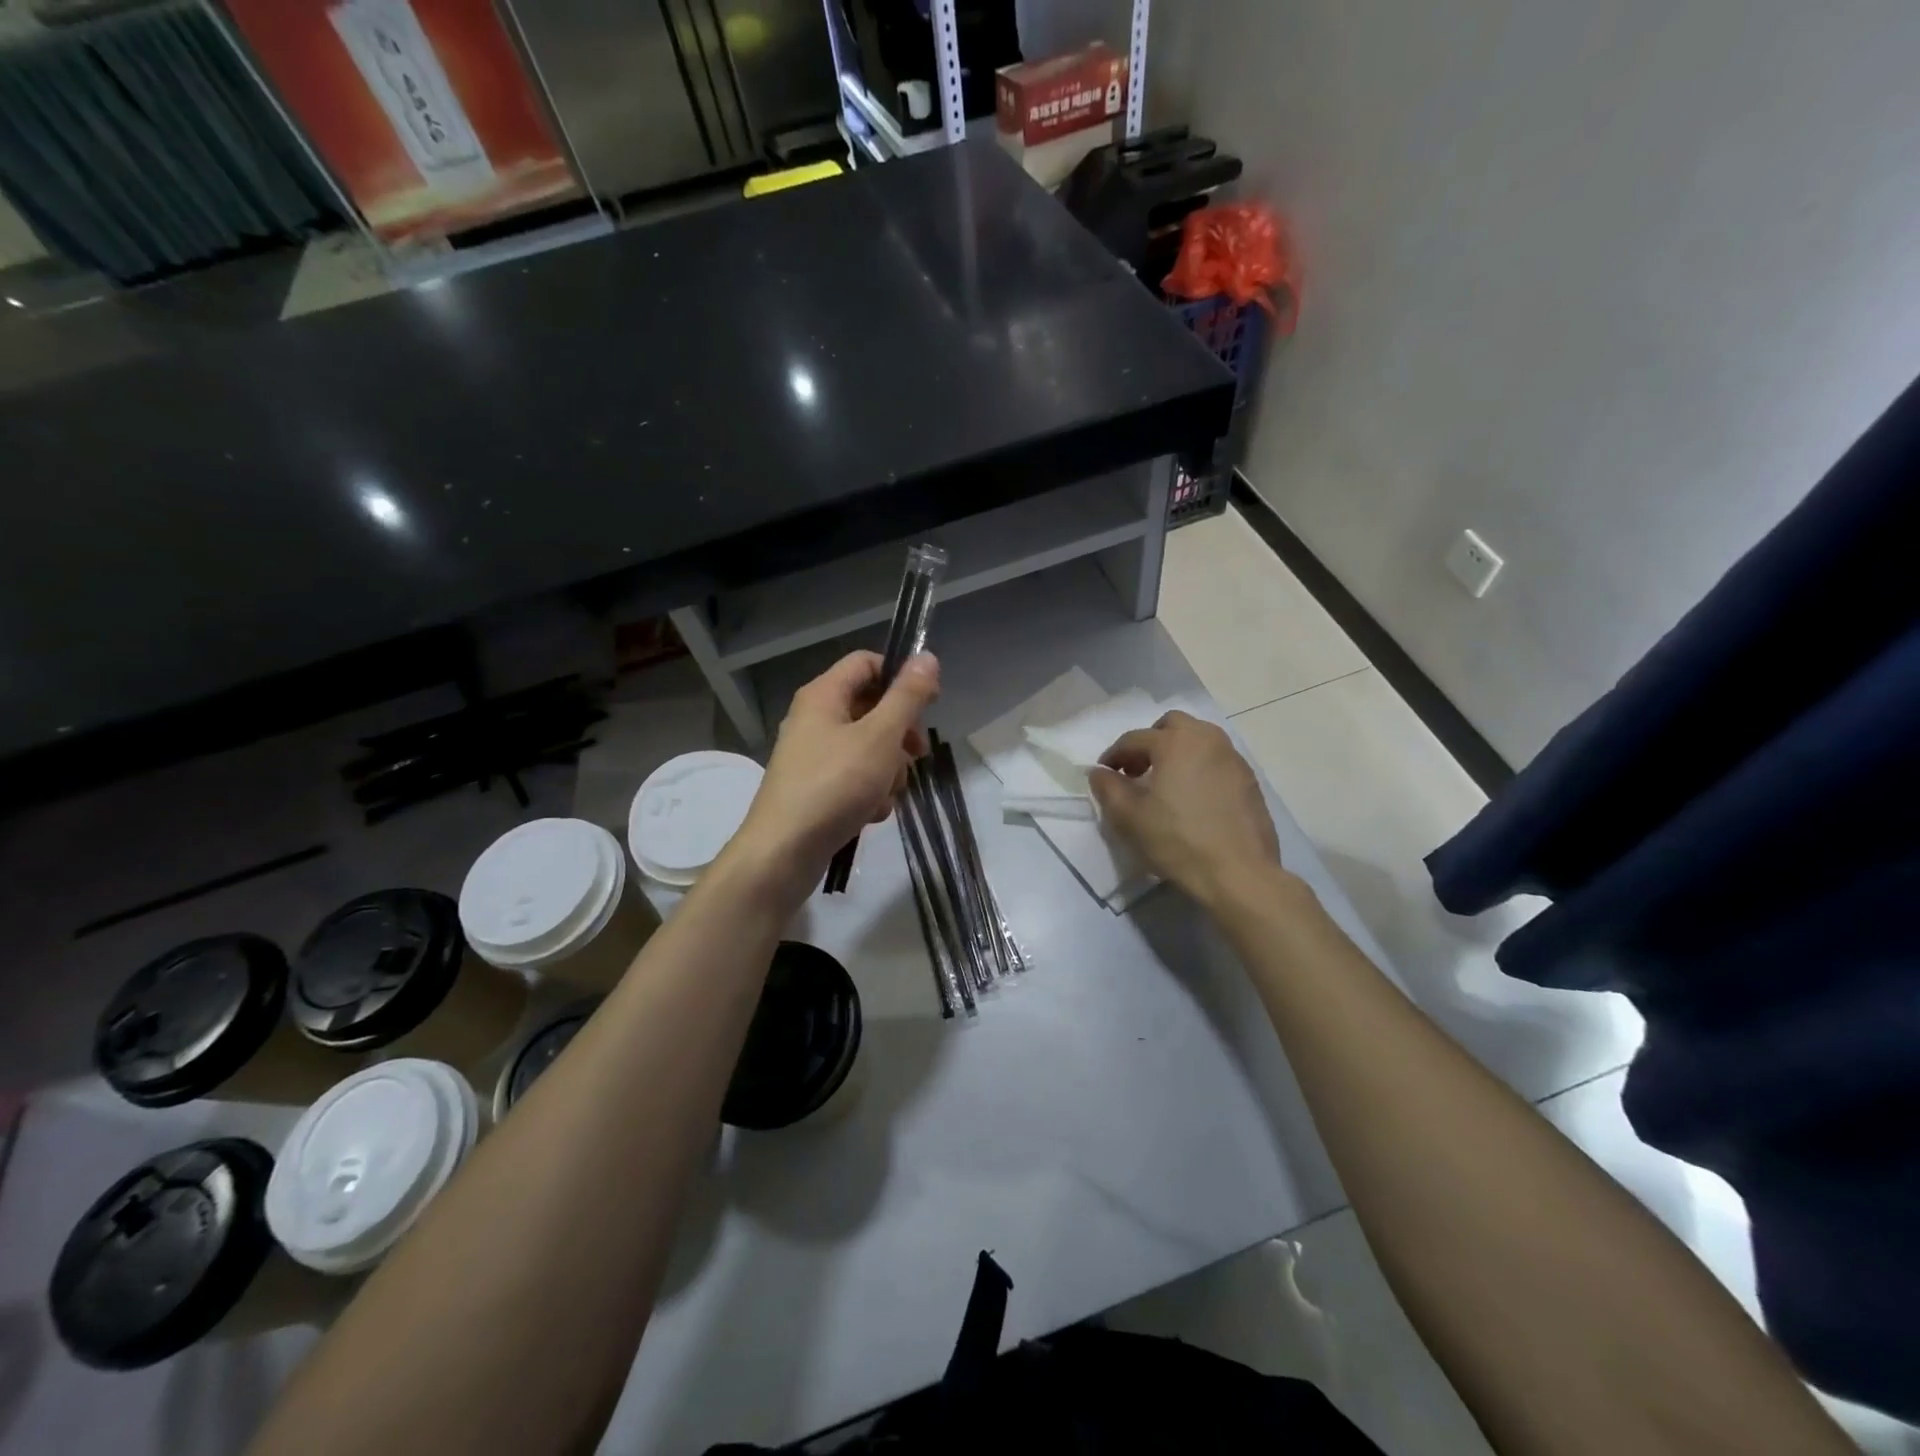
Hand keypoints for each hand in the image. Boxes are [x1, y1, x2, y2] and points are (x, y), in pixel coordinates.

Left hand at [729, 651, 940, 894]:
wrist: (783, 852)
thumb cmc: (835, 785)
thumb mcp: (880, 737)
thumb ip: (907, 697)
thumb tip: (927, 656)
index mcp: (823, 695)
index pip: (867, 663)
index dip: (901, 677)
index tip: (929, 703)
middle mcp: (814, 718)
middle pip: (871, 707)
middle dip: (900, 734)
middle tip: (917, 755)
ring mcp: (813, 754)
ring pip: (868, 747)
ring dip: (888, 769)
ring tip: (885, 793)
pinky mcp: (816, 786)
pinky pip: (854, 776)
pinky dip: (869, 791)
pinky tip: (871, 813)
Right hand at [1088, 710, 1284, 905]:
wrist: (1238, 873)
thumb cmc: (1177, 840)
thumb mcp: (1129, 817)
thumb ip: (1108, 788)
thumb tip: (1099, 772)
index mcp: (1175, 742)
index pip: (1134, 738)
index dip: (1114, 755)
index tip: (1105, 774)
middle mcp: (1207, 739)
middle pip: (1172, 725)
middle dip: (1150, 742)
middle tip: (1138, 770)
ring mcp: (1233, 758)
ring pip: (1199, 740)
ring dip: (1177, 752)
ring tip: (1165, 784)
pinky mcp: (1249, 780)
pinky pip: (1217, 761)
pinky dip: (1199, 768)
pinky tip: (1193, 799)